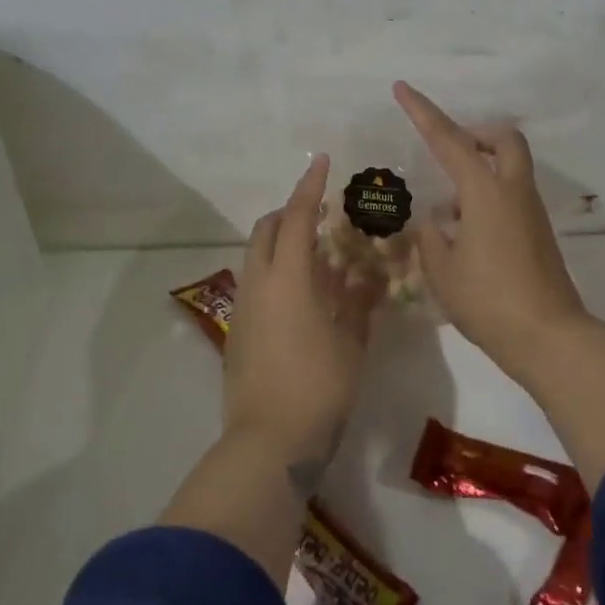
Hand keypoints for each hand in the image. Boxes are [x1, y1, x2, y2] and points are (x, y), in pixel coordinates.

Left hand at [226, 154, 376, 495]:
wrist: (269, 442)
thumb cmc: (320, 386)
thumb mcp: (352, 341)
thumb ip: (358, 301)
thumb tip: (366, 274)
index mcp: (288, 278)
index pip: (296, 217)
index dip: (309, 187)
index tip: (321, 162)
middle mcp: (258, 284)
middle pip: (266, 231)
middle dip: (289, 213)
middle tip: (321, 215)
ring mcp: (243, 309)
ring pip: (258, 258)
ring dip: (283, 245)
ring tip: (320, 257)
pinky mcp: (238, 333)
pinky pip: (257, 285)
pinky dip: (278, 274)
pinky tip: (307, 297)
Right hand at [394, 81, 587, 376]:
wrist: (548, 336)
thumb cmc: (488, 300)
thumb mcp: (442, 270)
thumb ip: (431, 237)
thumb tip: (435, 222)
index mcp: (485, 192)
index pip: (448, 140)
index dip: (423, 112)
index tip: (403, 88)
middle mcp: (513, 191)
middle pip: (503, 138)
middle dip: (476, 133)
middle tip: (448, 151)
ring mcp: (531, 211)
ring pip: (509, 167)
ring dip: (479, 170)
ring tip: (445, 210)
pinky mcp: (538, 233)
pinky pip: (512, 195)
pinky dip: (488, 197)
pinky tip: (464, 234)